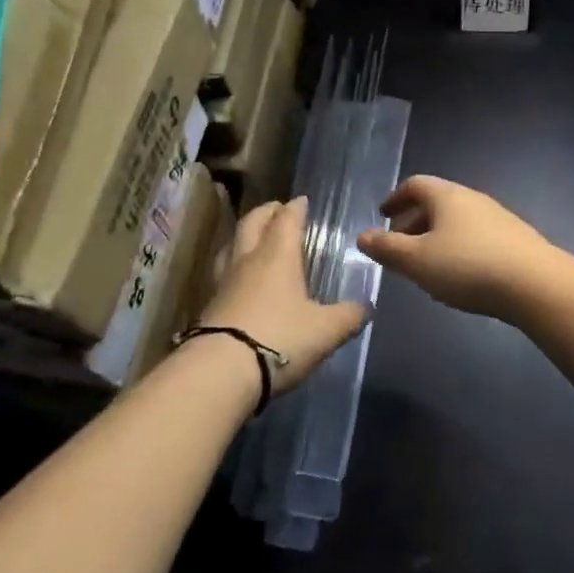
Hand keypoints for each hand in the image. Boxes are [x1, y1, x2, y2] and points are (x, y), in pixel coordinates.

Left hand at [196, 197, 365, 395]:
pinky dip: (233, 267)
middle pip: (252, 223)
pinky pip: (222, 274)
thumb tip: (365, 308)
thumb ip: (348, 316)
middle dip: (266, 212)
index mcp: (277, 256)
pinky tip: (239, 280)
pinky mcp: (208, 307)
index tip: (301, 200)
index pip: (286, 220)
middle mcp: (247, 261)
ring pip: (231, 246)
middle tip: (276, 209)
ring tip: (253, 238)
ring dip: (243, 237)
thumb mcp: (326, 330)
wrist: (220, 372)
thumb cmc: (280, 339)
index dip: (295, 208)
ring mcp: (223, 283)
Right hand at [357, 176, 553, 319]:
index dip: (396, 198)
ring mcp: (498, 218)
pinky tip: (460, 276)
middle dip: (414, 222)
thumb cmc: (467, 266)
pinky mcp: (515, 240)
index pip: (415, 185)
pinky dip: (459, 248)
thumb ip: (387, 248)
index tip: (382, 214)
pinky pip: (476, 237)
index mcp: (447, 196)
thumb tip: (362, 235)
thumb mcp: (417, 261)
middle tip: (399, 246)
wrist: (535, 284)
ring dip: (436, 237)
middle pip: (437, 203)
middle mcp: (473, 199)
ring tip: (426, 265)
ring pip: (457, 221)